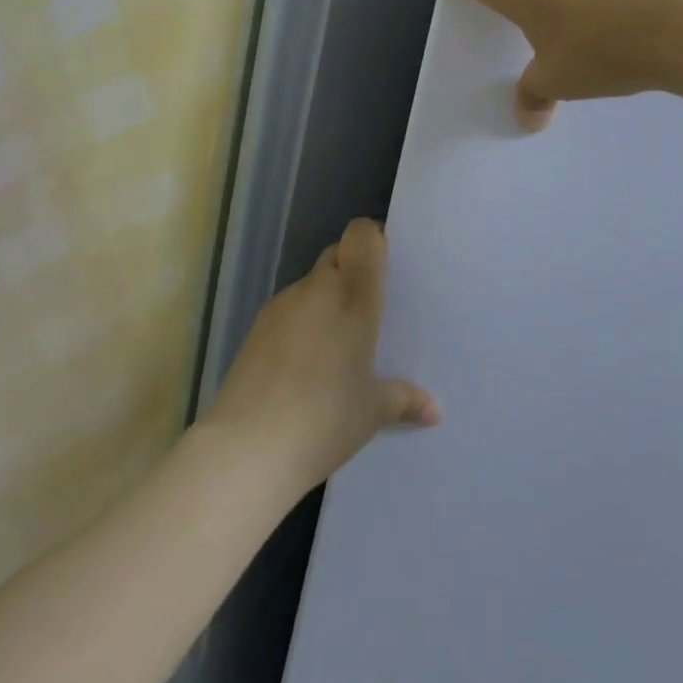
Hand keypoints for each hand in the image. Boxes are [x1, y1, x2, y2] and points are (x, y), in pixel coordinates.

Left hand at [202, 219, 437, 499]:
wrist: (248, 447)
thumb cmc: (325, 418)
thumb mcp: (373, 411)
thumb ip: (404, 399)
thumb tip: (434, 411)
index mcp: (353, 295)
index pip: (362, 235)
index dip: (373, 239)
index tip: (387, 265)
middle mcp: (317, 288)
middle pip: (337, 254)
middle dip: (353, 271)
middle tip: (369, 310)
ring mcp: (282, 305)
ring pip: (312, 283)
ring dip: (326, 299)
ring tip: (338, 343)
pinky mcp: (257, 327)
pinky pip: (290, 309)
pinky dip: (302, 322)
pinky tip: (306, 363)